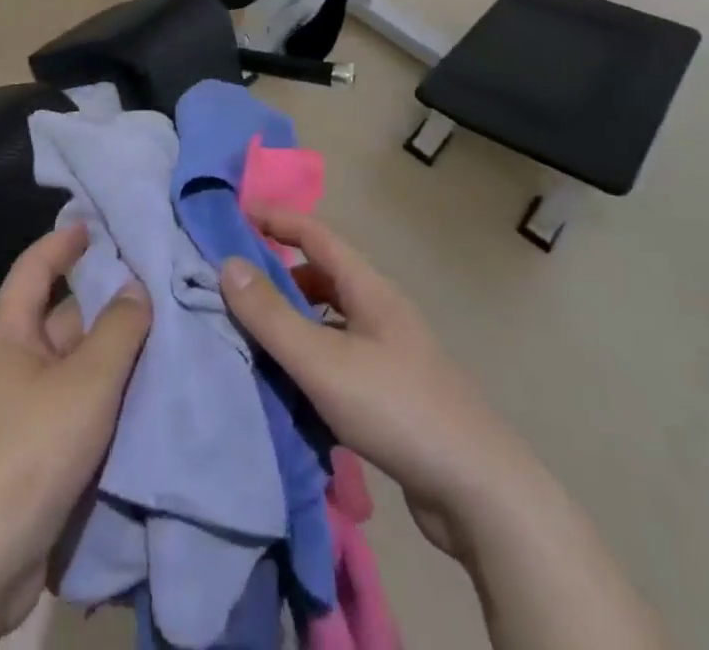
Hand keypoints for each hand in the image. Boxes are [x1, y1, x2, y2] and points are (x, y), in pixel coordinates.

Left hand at [0, 222, 151, 635]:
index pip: (34, 268)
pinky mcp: (37, 452)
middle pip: (63, 316)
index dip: (62, 242)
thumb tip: (137, 286)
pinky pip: (78, 405)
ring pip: (76, 364)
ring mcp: (24, 409)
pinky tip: (147, 391)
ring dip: (113, 351)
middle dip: (106, 300)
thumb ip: (118, 330)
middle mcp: (14, 363)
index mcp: (10, 333)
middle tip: (157, 282)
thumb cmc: (28, 451)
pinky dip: (108, 394)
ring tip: (166, 332)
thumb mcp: (85, 383)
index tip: (94, 224)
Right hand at [217, 210, 508, 561]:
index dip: (277, 220)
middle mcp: (381, 311)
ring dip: (294, 322)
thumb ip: (272, 315)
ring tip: (253, 338)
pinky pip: (340, 358)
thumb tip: (228, 265)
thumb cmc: (396, 408)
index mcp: (369, 288)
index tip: (236, 217)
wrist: (480, 491)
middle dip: (279, 275)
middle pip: (323, 276)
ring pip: (331, 321)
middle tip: (233, 287)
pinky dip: (311, 360)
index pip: (316, 234)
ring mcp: (391, 353)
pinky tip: (291, 388)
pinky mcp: (394, 393)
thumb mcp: (322, 360)